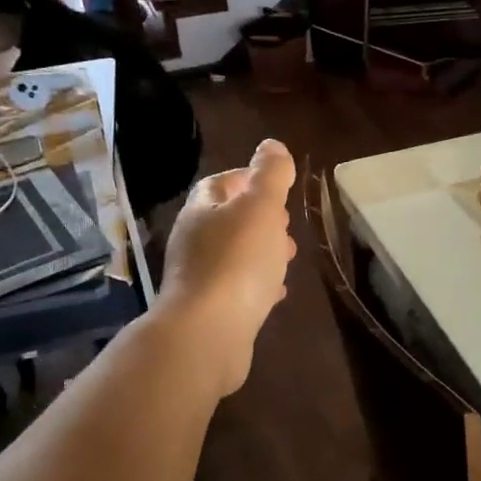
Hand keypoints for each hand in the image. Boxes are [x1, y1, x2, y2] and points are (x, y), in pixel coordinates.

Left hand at [154, 139, 296, 396]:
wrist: (208, 334)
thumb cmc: (237, 261)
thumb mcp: (260, 207)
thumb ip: (269, 175)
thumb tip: (272, 146)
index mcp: (201, 211)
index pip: (219, 183)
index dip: (247, 178)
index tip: (277, 185)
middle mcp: (193, 243)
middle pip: (226, 221)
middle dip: (258, 218)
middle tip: (286, 223)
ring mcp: (199, 280)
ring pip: (233, 256)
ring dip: (260, 252)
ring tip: (287, 257)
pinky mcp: (210, 313)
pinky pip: (237, 290)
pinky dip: (257, 285)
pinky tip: (276, 293)